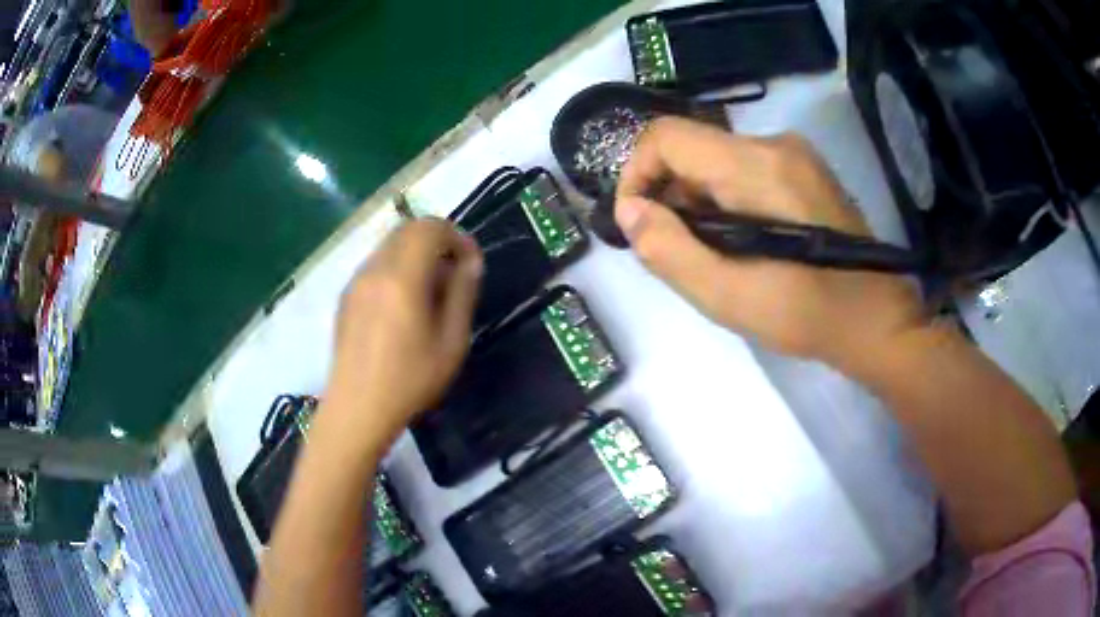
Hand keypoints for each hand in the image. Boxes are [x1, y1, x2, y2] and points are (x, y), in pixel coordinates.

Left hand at [322, 219, 481, 445]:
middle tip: (453, 274)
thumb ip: (462, 294)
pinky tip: (403, 306)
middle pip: (407, 229)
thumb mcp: (451, 342)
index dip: (456, 236)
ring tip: (430, 292)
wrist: (357, 408)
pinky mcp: (346, 296)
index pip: (429, 227)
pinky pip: (376, 265)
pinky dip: (396, 268)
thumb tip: (471, 262)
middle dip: (436, 241)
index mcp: (402, 278)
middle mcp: (374, 269)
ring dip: (415, 254)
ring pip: (390, 245)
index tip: (470, 263)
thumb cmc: (410, 380)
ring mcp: (356, 281)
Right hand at [615, 117, 926, 373]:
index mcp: (758, 166)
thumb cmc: (807, 315)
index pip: (667, 136)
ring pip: (716, 159)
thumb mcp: (728, 296)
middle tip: (679, 251)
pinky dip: (724, 200)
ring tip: (713, 253)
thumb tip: (629, 210)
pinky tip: (741, 241)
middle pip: (692, 147)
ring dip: (697, 201)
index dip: (636, 173)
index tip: (637, 223)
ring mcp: (795, 154)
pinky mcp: (804, 169)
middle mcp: (775, 143)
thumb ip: (669, 250)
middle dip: (670, 196)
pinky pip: (742, 169)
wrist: (876, 321)